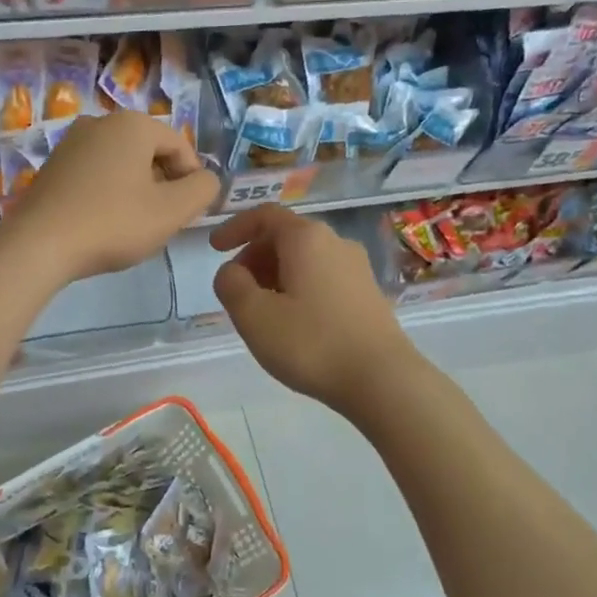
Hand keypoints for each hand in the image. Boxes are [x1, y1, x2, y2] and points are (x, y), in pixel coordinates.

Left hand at [4, 110, 219, 284]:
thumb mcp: (172, 211)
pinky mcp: (52, 166)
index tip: (188, 213)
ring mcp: (71, 142)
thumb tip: (206, 179)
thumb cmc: (113, 223)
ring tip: (133, 225)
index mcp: (133, 124)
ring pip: (122, 164)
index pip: (180, 146)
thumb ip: (202, 189)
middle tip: (162, 221)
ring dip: (136, 190)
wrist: (39, 245)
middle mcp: (100, 122)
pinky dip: (108, 193)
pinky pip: (95, 174)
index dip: (193, 180)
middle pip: (150, 152)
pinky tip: (104, 223)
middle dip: (163, 184)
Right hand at [211, 205, 412, 415]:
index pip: (265, 215)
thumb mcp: (253, 315)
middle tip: (236, 288)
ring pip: (305, 259)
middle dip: (254, 257)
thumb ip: (231, 284)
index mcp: (306, 238)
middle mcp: (335, 243)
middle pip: (286, 236)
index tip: (214, 249)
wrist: (382, 380)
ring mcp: (357, 268)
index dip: (235, 228)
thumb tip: (231, 272)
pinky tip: (293, 323)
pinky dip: (298, 288)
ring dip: (275, 275)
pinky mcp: (368, 294)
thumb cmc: (311, 343)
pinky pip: (323, 278)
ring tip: (261, 310)